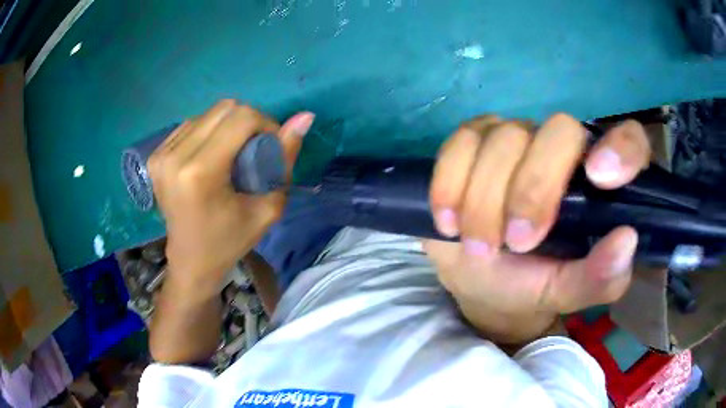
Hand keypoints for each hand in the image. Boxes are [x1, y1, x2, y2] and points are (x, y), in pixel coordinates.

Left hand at [148, 100, 313, 294]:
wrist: (190, 261)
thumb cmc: (230, 241)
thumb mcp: (267, 208)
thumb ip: (285, 158)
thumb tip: (306, 116)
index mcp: (200, 173)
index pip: (241, 118)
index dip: (265, 124)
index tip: (270, 146)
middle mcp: (175, 156)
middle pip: (224, 108)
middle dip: (248, 121)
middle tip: (254, 149)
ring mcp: (161, 153)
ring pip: (208, 113)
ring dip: (228, 126)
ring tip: (232, 155)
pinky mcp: (155, 154)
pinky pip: (192, 124)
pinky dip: (209, 131)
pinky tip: (212, 155)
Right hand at [425, 114, 650, 343]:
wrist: (480, 280)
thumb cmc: (532, 284)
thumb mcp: (567, 292)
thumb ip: (599, 278)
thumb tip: (626, 240)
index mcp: (599, 183)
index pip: (630, 141)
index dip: (621, 148)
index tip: (599, 178)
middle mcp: (564, 148)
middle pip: (559, 130)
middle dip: (534, 189)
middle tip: (517, 243)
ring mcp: (517, 137)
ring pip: (504, 137)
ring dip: (486, 199)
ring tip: (480, 247)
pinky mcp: (473, 141)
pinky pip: (460, 142)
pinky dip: (450, 182)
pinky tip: (448, 221)